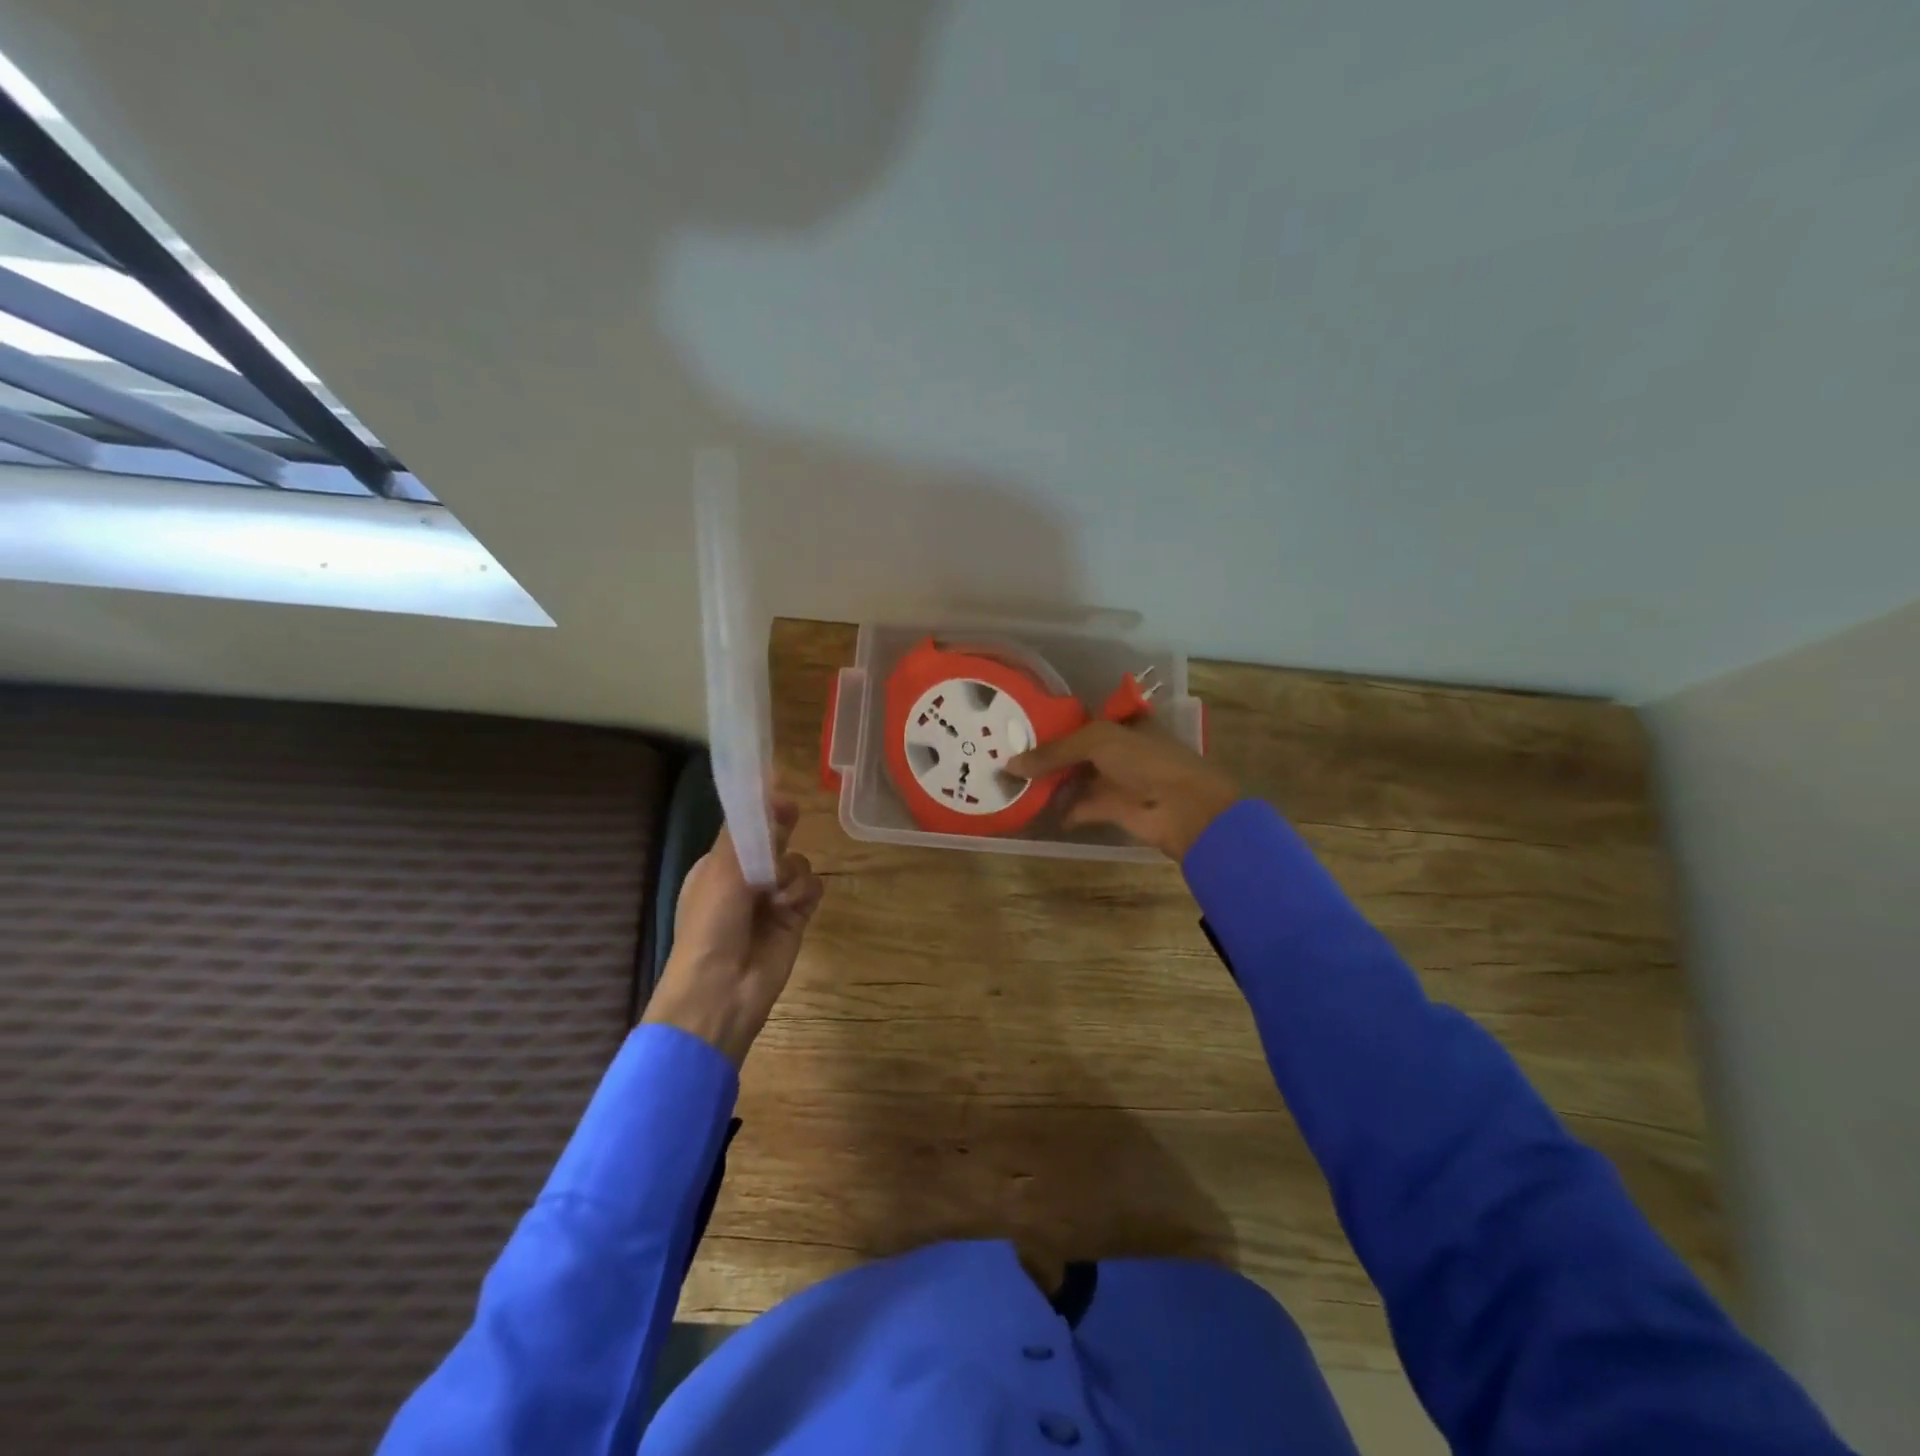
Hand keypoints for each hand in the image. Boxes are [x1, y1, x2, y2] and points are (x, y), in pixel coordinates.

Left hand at [642, 798, 824, 1066]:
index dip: (764, 811)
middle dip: (782, 834)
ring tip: (777, 895)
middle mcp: (746, 879)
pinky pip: (812, 888)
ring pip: (798, 863)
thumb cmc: (710, 925)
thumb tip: (770, 787)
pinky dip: (805, 892)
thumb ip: (747, 829)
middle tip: (789, 822)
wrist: (721, 990)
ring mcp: (773, 899)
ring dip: (791, 873)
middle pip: (775, 841)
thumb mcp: (721, 870)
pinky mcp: (796, 918)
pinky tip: (792, 907)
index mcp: (718, 865)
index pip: (746, 828)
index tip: (781, 797)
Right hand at [1007, 721, 1239, 859]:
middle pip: (1075, 750)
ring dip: (1049, 782)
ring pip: (1075, 778)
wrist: (1183, 807)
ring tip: (1012, 783)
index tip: (1018, 727)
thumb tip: (1010, 764)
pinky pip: (1079, 806)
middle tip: (1006, 756)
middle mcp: (1117, 749)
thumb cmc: (1145, 761)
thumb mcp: (1097, 742)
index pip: (1081, 719)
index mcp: (1122, 723)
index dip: (1053, 723)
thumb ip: (1054, 751)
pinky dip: (1060, 810)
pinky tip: (1033, 810)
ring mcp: (1115, 779)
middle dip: (1046, 755)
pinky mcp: (1112, 808)